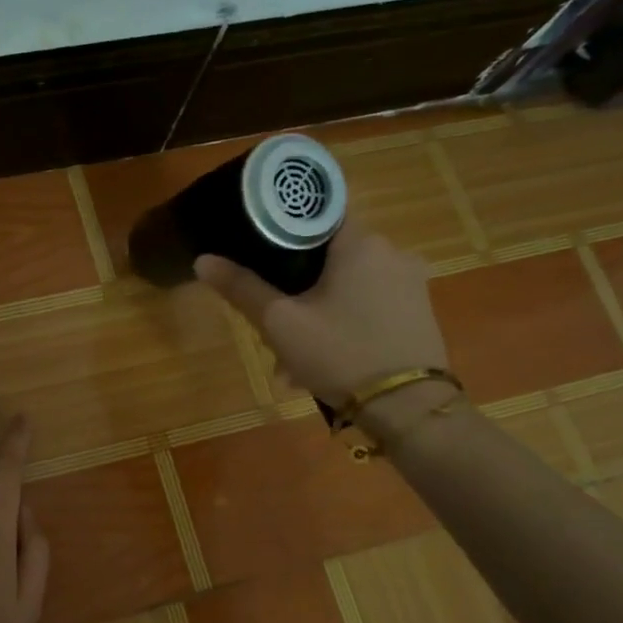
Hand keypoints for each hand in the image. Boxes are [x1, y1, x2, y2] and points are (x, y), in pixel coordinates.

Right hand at [194, 213, 449, 408]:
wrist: (410, 409)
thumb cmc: (340, 354)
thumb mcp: (280, 323)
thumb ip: (242, 288)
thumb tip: (202, 260)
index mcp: (361, 243)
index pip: (317, 213)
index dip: (283, 227)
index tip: (258, 250)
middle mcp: (393, 252)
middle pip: (328, 255)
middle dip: (295, 288)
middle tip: (270, 323)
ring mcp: (411, 283)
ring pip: (347, 285)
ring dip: (315, 312)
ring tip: (291, 360)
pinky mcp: (419, 312)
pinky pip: (368, 305)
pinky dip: (342, 323)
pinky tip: (322, 361)